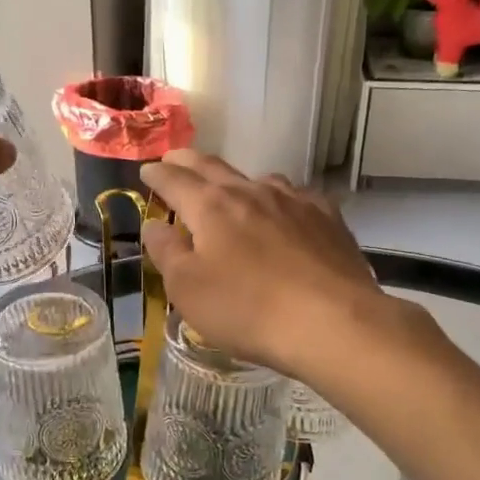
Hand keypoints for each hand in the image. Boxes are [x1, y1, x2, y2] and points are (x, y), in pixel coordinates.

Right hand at [138, 150, 386, 376]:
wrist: (332, 322)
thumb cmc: (247, 309)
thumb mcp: (188, 289)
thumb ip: (167, 252)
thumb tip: (153, 225)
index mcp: (210, 207)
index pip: (174, 181)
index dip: (157, 175)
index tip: (146, 170)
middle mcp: (250, 192)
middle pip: (213, 168)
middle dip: (188, 162)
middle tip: (174, 158)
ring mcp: (293, 201)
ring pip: (257, 178)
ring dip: (236, 179)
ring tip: (229, 187)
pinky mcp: (327, 218)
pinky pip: (295, 197)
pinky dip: (278, 198)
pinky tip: (284, 211)